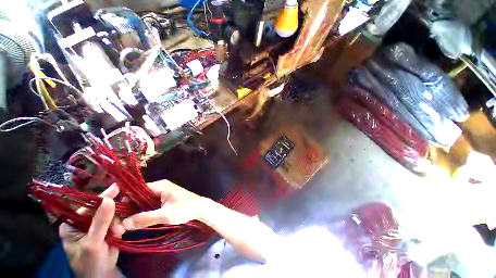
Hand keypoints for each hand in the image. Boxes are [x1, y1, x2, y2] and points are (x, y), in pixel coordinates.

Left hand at [59, 184, 124, 277]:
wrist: (102, 275)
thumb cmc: (89, 263)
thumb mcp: (93, 243)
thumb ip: (100, 222)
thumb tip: (109, 200)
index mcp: (73, 224)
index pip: (87, 207)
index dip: (101, 198)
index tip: (117, 187)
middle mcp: (84, 223)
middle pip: (102, 209)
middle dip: (112, 215)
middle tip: (118, 223)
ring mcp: (97, 226)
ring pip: (112, 215)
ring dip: (117, 222)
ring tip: (118, 233)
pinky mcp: (109, 229)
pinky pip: (118, 220)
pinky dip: (121, 225)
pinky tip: (121, 232)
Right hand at [122, 180, 204, 229]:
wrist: (200, 208)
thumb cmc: (185, 209)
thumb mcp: (166, 215)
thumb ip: (145, 219)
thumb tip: (124, 223)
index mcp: (160, 186)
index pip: (135, 190)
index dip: (125, 201)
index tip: (117, 215)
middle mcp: (160, 186)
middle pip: (138, 195)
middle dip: (129, 208)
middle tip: (121, 224)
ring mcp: (163, 192)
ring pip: (144, 200)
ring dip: (136, 211)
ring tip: (127, 224)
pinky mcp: (165, 198)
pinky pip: (150, 203)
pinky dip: (144, 211)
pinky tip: (139, 221)